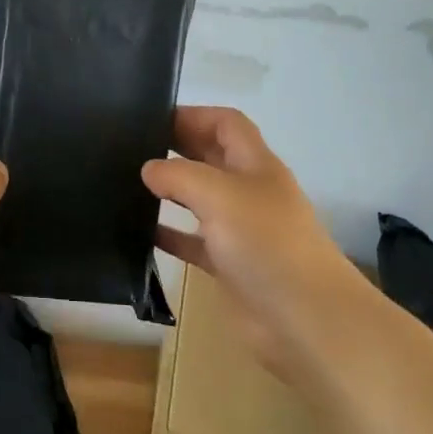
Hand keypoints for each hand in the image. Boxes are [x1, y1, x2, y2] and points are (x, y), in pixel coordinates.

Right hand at [142, 107, 377, 381]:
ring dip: (170, 190)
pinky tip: (139, 232)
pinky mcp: (229, 264)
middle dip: (177, 147)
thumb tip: (149, 169)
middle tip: (130, 147)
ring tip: (128, 184)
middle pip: (211, 157)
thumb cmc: (266, 243)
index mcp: (255, 164)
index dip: (193, 115)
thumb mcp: (219, 195)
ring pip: (200, 199)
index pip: (225, 123)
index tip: (151, 118)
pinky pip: (194, 241)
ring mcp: (240, 229)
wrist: (304, 318)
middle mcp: (249, 191)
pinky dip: (170, 234)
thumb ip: (179, 175)